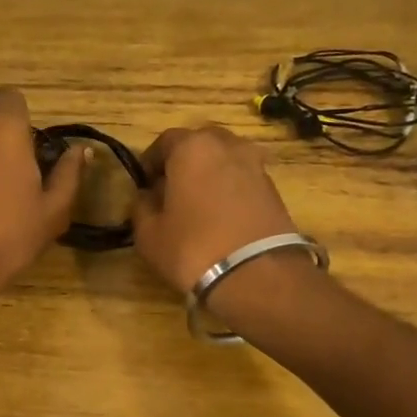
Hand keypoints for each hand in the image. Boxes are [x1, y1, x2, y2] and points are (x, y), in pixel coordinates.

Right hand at [131, 124, 297, 295]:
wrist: (257, 275)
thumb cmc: (192, 248)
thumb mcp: (149, 234)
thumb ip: (142, 207)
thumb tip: (147, 197)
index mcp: (192, 147)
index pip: (165, 141)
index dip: (151, 162)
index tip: (144, 183)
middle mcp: (227, 146)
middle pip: (200, 144)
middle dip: (184, 162)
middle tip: (172, 190)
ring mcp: (256, 165)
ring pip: (225, 160)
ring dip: (210, 174)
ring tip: (199, 204)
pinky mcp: (275, 189)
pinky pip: (243, 180)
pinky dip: (231, 190)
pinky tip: (222, 216)